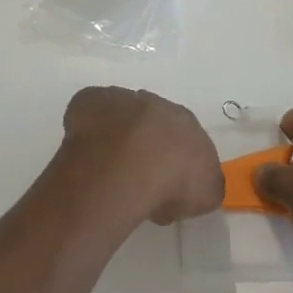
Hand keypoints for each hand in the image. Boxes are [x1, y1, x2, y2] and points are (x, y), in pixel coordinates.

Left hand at [59, 87, 223, 225]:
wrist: (131, 164)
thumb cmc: (174, 181)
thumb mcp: (206, 193)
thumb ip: (204, 183)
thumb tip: (195, 184)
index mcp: (187, 122)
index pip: (182, 138)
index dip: (173, 161)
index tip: (165, 185)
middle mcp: (156, 104)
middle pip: (151, 122)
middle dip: (145, 144)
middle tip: (136, 177)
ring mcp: (121, 99)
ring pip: (120, 115)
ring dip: (116, 135)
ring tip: (108, 169)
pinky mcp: (91, 100)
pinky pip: (89, 112)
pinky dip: (87, 127)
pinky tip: (85, 152)